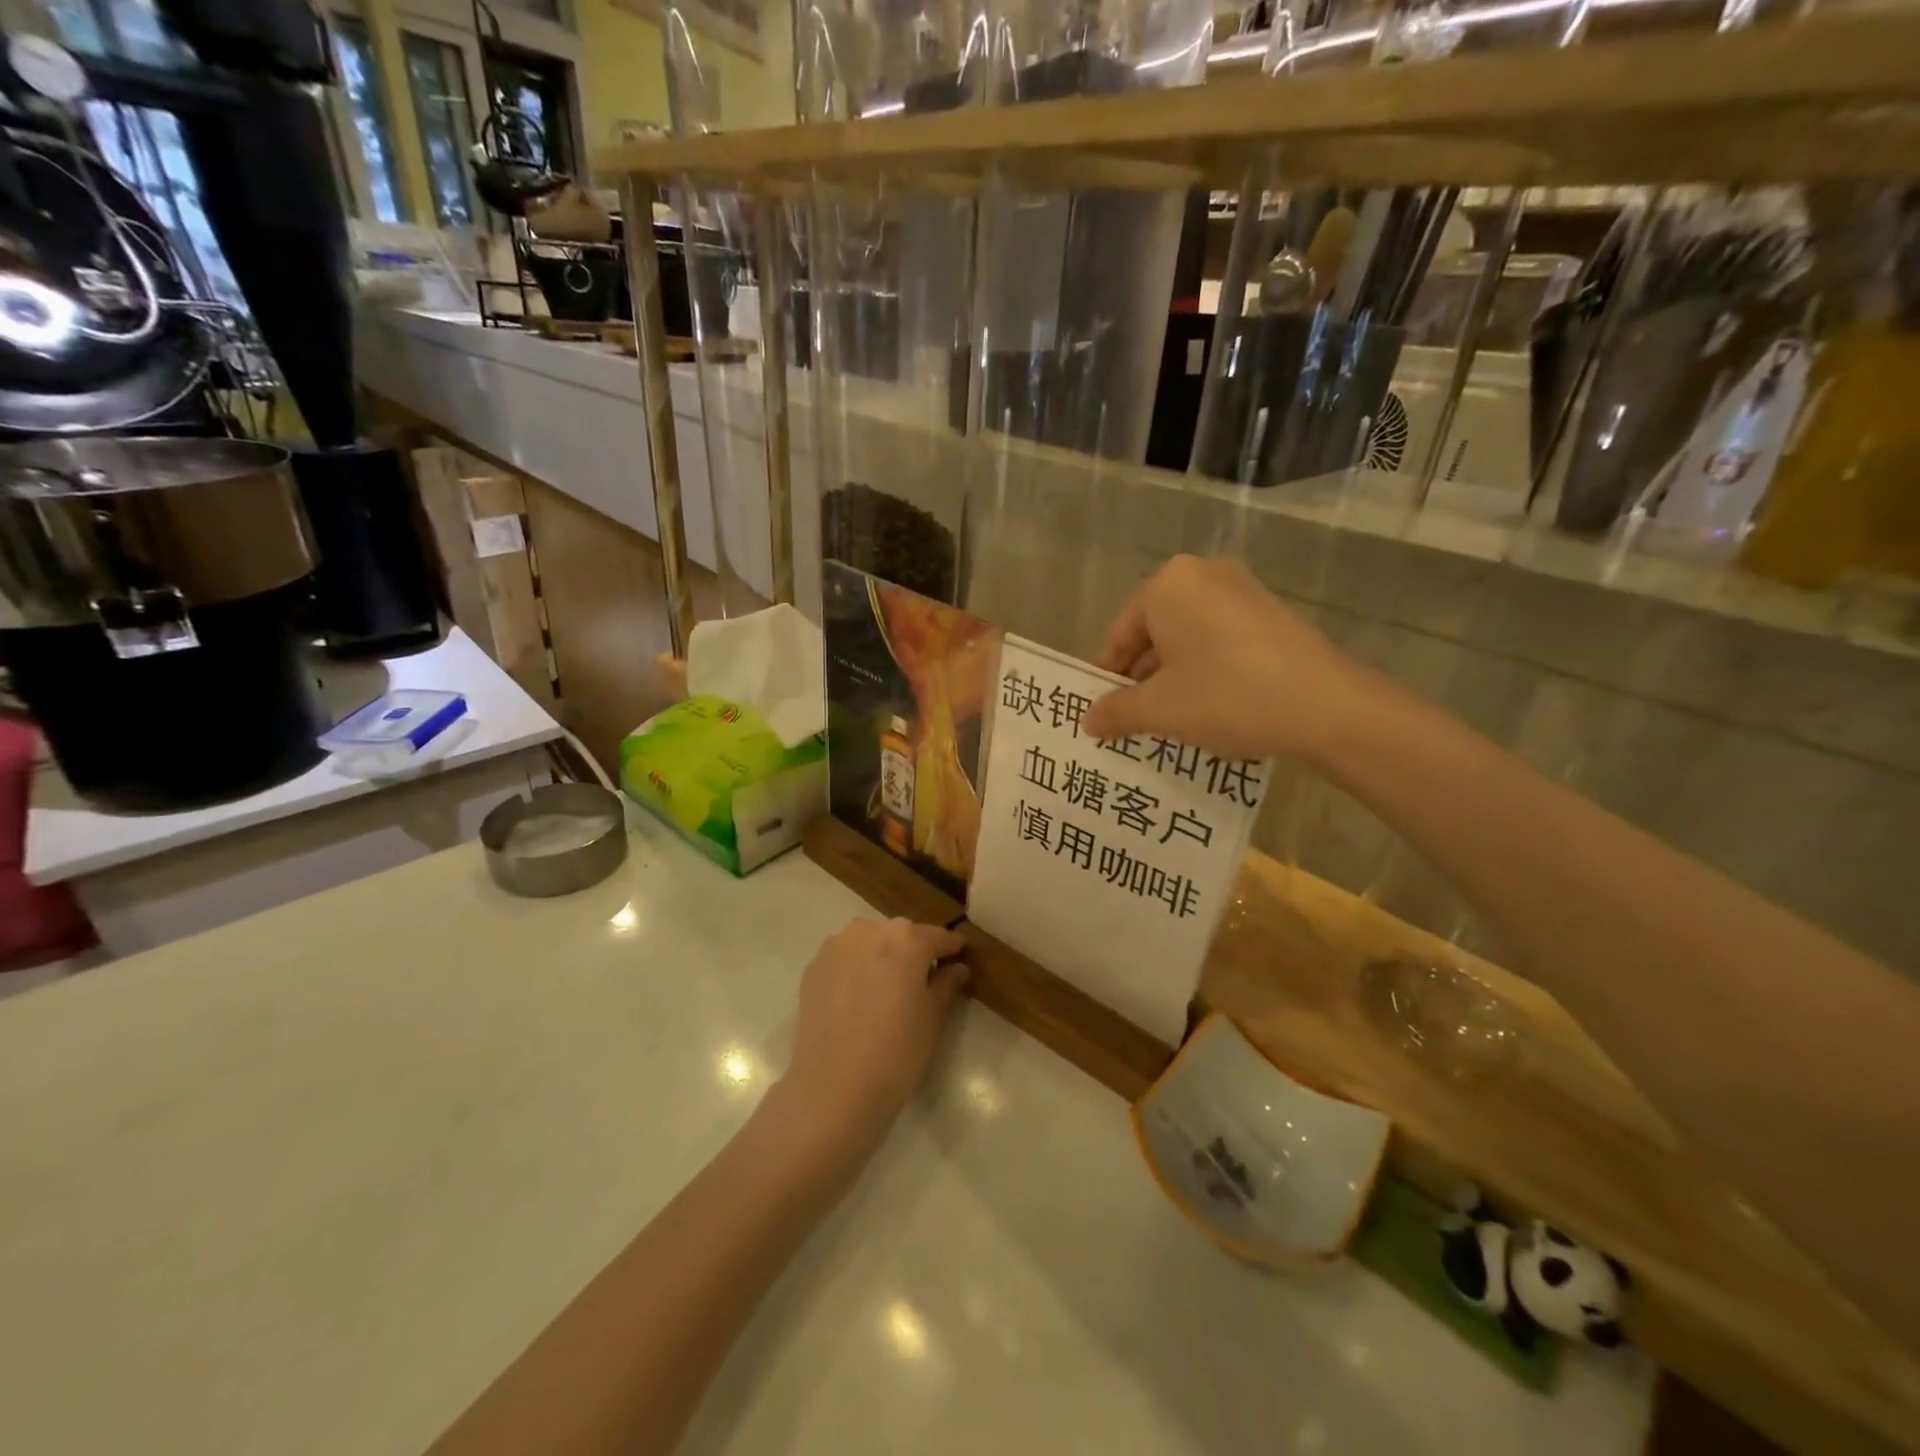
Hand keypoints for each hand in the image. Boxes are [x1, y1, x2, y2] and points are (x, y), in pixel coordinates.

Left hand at [783, 917, 968, 1134]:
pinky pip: (844, 958)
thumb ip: (947, 984)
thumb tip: (957, 968)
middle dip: (914, 951)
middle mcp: (870, 931)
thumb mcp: (933, 1019)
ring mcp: (836, 946)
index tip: (958, 959)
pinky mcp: (813, 967)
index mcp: (906, 940)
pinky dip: (855, 968)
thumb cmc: (896, 1053)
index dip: (951, 949)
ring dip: (882, 956)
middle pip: (901, 934)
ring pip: (869, 942)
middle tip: (921, 981)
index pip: (938, 936)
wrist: (833, 1089)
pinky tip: (858, 998)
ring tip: (886, 989)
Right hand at [1082, 555, 1371, 763]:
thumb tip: (1088, 720)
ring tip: (1174, 718)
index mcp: (1167, 585)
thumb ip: (1116, 711)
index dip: (1108, 678)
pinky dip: (1207, 668)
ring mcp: (1242, 589)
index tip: (1105, 713)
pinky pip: (1220, 638)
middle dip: (1142, 677)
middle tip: (1137, 719)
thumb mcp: (1160, 710)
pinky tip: (1213, 705)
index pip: (1119, 635)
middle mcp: (1202, 574)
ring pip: (1188, 637)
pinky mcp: (1271, 611)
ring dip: (1174, 676)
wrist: (1326, 706)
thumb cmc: (1226, 696)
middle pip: (1153, 632)